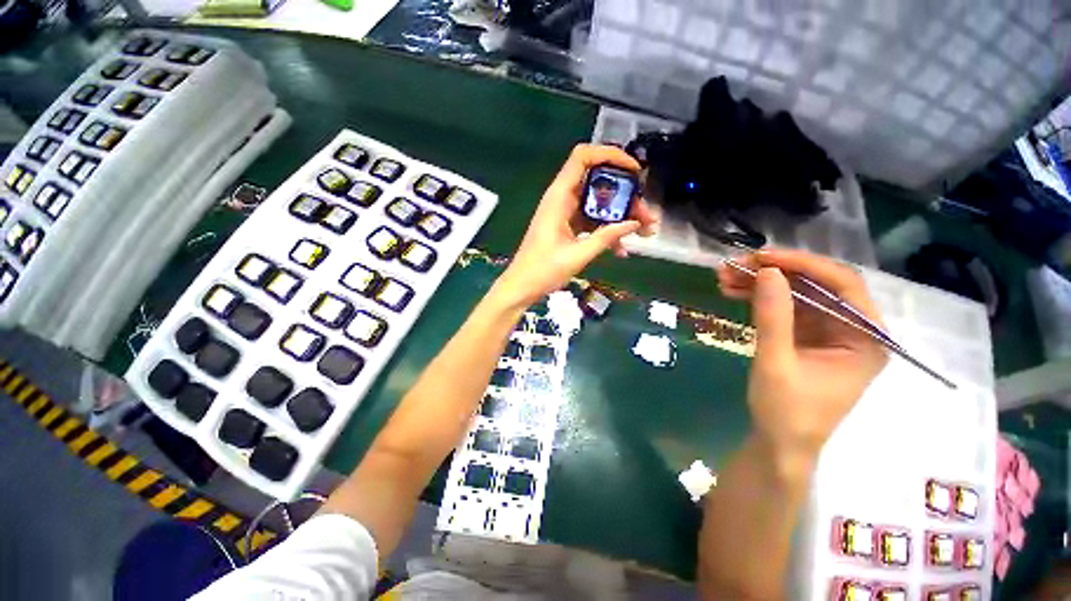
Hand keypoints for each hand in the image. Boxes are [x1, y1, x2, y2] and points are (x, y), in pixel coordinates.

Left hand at [495, 144, 658, 306]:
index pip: (583, 157)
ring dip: (621, 215)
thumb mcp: (578, 255)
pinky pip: (592, 220)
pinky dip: (608, 230)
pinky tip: (621, 249)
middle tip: (646, 216)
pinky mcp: (568, 227)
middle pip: (599, 183)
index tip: (635, 171)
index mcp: (559, 197)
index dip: (610, 155)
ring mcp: (565, 213)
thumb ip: (606, 237)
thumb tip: (634, 224)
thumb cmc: (543, 270)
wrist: (522, 286)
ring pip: (599, 203)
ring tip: (644, 232)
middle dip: (626, 196)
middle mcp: (562, 199)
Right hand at [717, 249, 888, 473]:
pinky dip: (757, 298)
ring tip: (723, 277)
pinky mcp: (805, 336)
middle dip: (774, 272)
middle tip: (734, 265)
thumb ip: (773, 317)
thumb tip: (766, 271)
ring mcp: (827, 332)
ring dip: (759, 283)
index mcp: (865, 339)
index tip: (762, 257)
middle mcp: (852, 329)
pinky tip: (732, 291)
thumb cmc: (786, 413)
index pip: (843, 285)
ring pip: (795, 294)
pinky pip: (783, 308)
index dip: (803, 265)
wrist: (778, 444)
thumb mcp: (776, 363)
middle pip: (816, 285)